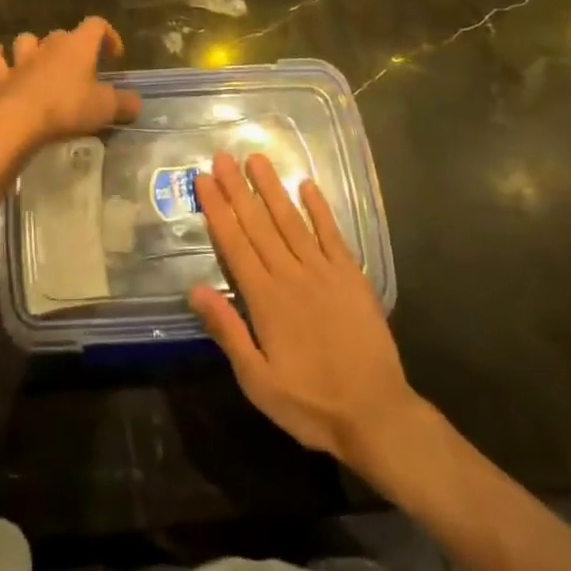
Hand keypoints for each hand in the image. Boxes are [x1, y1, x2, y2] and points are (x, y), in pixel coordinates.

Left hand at [0, 17, 140, 154]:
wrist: (18, 120)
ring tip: (40, 61)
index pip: (97, 24)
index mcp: (78, 45)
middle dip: (73, 47)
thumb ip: (124, 103)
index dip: (108, 35)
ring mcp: (22, 59)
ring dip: (34, 47)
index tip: (114, 56)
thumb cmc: (67, 108)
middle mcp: (50, 45)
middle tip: (81, 69)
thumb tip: (135, 102)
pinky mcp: (0, 77)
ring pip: (27, 40)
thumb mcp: (105, 108)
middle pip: (63, 34)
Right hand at [189, 152, 420, 474]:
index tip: (204, 179)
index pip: (234, 242)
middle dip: (238, 188)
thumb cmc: (311, 403)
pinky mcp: (351, 276)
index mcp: (265, 298)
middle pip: (258, 223)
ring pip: (291, 220)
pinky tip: (307, 185)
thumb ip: (227, 331)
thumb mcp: (257, 381)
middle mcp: (291, 274)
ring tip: (256, 158)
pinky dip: (319, 208)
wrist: (376, 414)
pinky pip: (332, 234)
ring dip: (272, 188)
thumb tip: (194, 289)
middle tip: (222, 156)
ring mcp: (323, 271)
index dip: (217, 209)